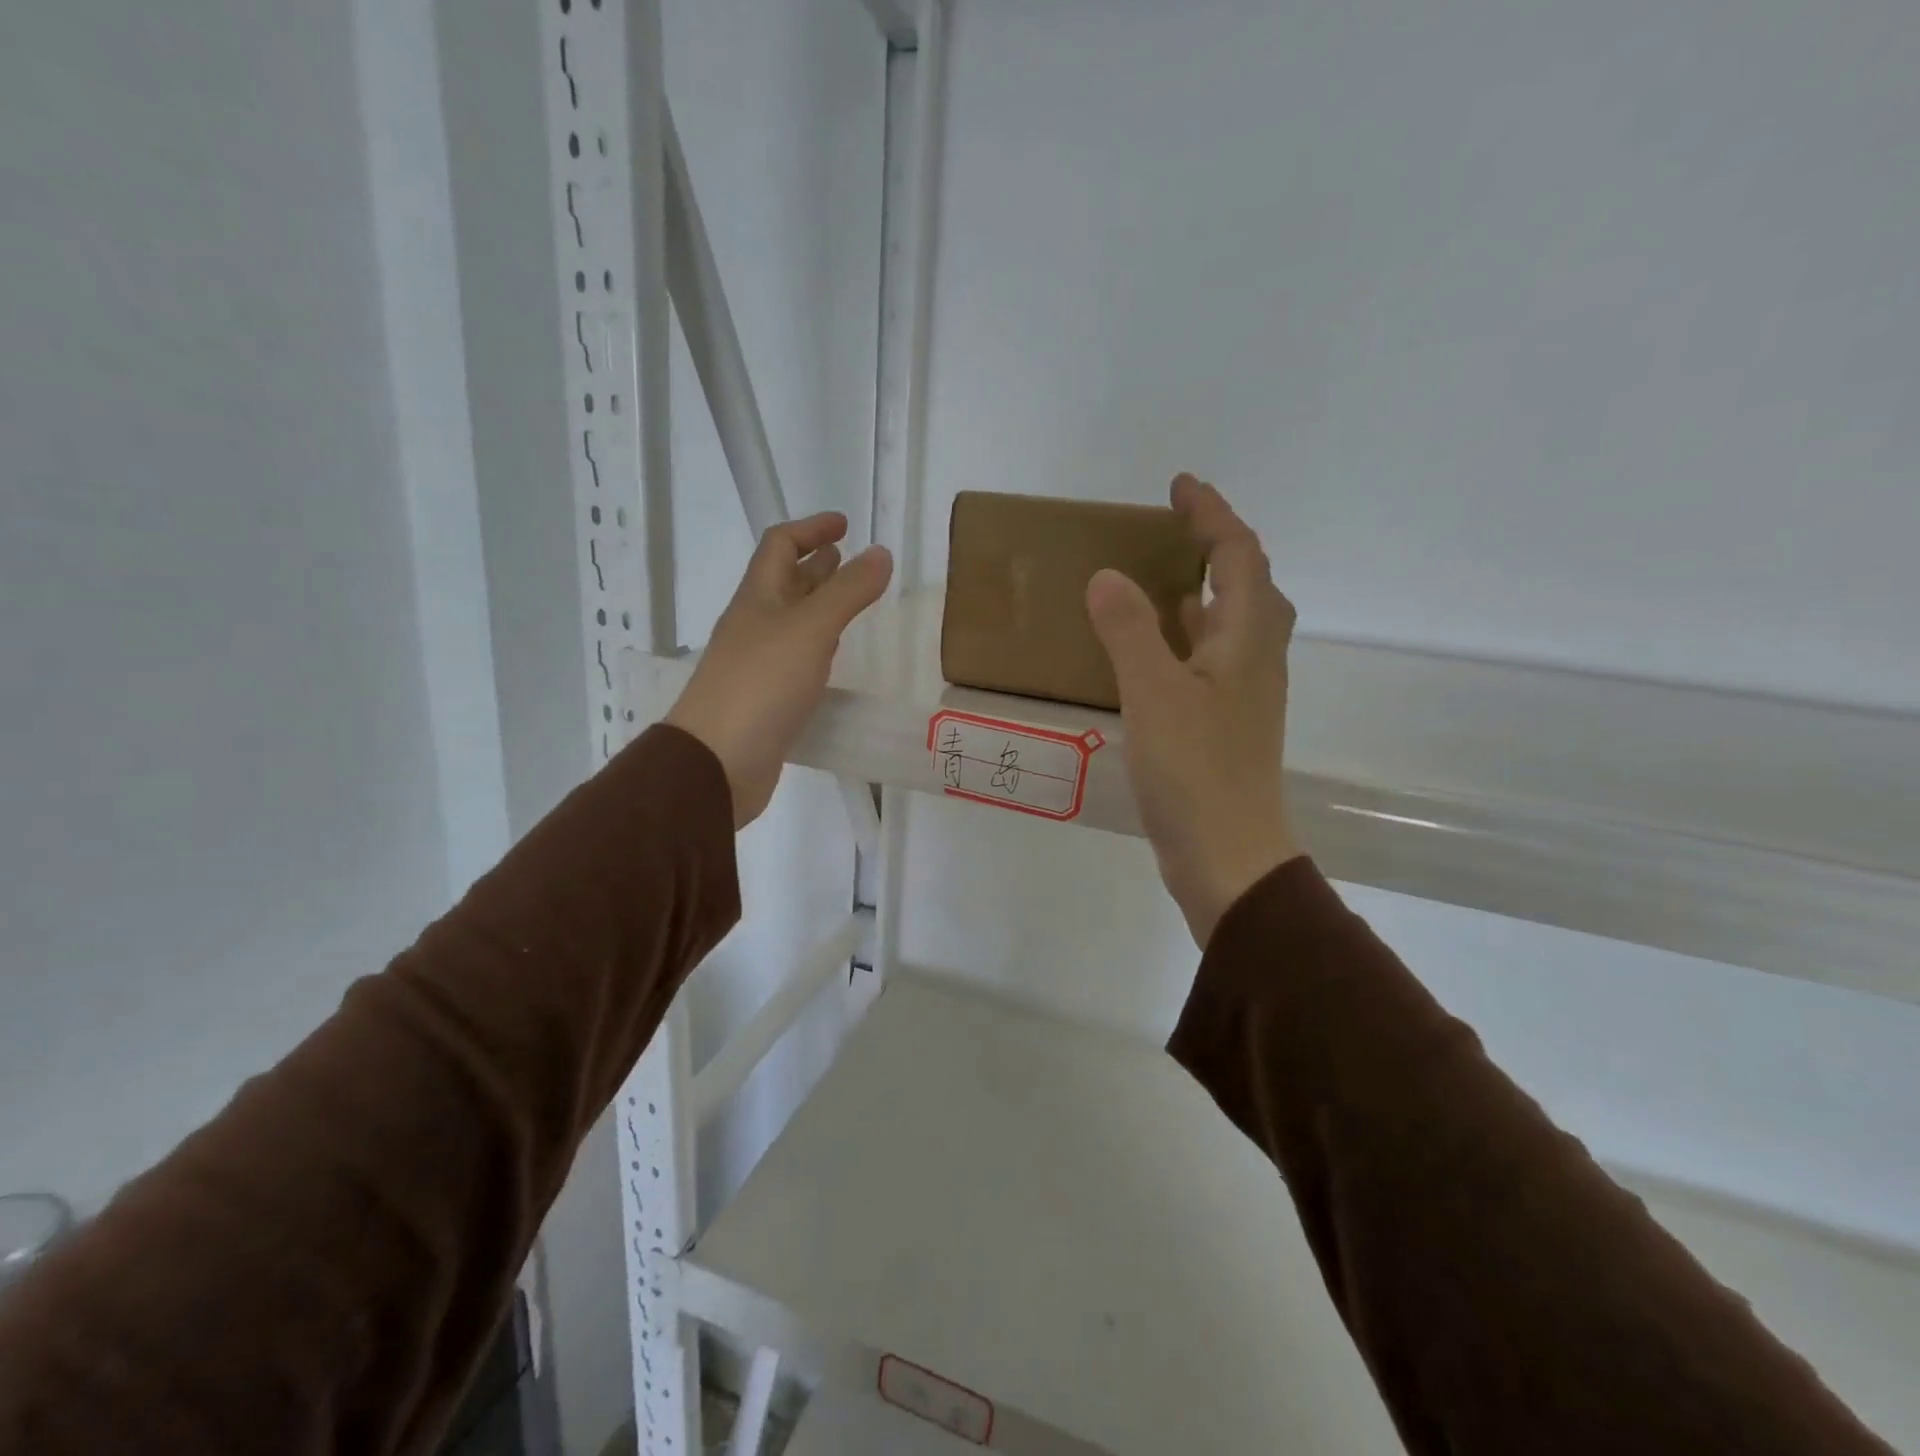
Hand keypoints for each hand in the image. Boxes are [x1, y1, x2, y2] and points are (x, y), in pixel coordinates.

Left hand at [667, 513, 891, 827]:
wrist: (718, 761)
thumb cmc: (761, 685)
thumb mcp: (811, 629)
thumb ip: (848, 591)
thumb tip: (881, 552)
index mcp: (758, 598)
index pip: (780, 545)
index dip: (811, 529)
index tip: (845, 525)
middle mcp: (753, 625)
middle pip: (783, 582)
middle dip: (815, 565)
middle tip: (848, 559)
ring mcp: (756, 663)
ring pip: (790, 622)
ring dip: (817, 605)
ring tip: (848, 602)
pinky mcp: (765, 698)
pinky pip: (794, 658)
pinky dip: (816, 646)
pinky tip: (832, 656)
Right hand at [1087, 475, 1301, 946]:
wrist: (1228, 855)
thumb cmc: (1195, 772)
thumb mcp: (1154, 694)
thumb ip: (1130, 631)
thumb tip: (1108, 576)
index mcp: (1246, 640)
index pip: (1238, 556)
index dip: (1212, 515)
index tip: (1179, 486)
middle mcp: (1254, 658)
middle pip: (1247, 584)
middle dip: (1215, 546)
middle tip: (1173, 527)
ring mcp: (1243, 694)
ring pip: (1230, 623)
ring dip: (1203, 590)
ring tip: (1161, 575)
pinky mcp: (1225, 723)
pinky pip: (1211, 658)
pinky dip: (1187, 635)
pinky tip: (1158, 646)